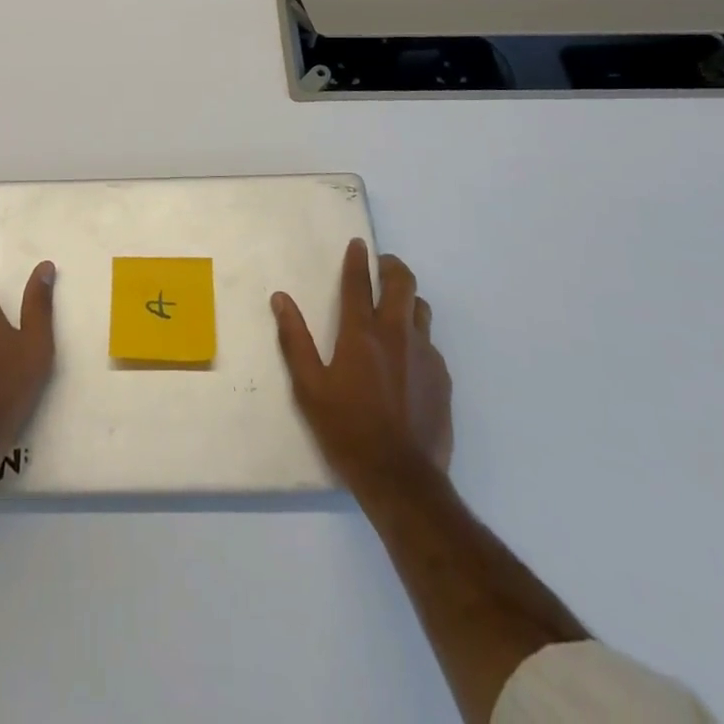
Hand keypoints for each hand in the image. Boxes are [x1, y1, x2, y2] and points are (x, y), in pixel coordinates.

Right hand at [273, 239, 451, 493]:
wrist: (402, 479)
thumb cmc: (347, 430)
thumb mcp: (309, 387)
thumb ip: (295, 339)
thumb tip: (281, 299)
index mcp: (360, 333)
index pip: (358, 282)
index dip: (357, 259)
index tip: (358, 244)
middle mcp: (396, 334)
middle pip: (402, 283)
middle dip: (392, 266)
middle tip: (382, 265)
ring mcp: (424, 354)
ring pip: (421, 309)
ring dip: (408, 299)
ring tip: (395, 307)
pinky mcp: (442, 377)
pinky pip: (430, 342)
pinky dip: (417, 336)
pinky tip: (407, 357)